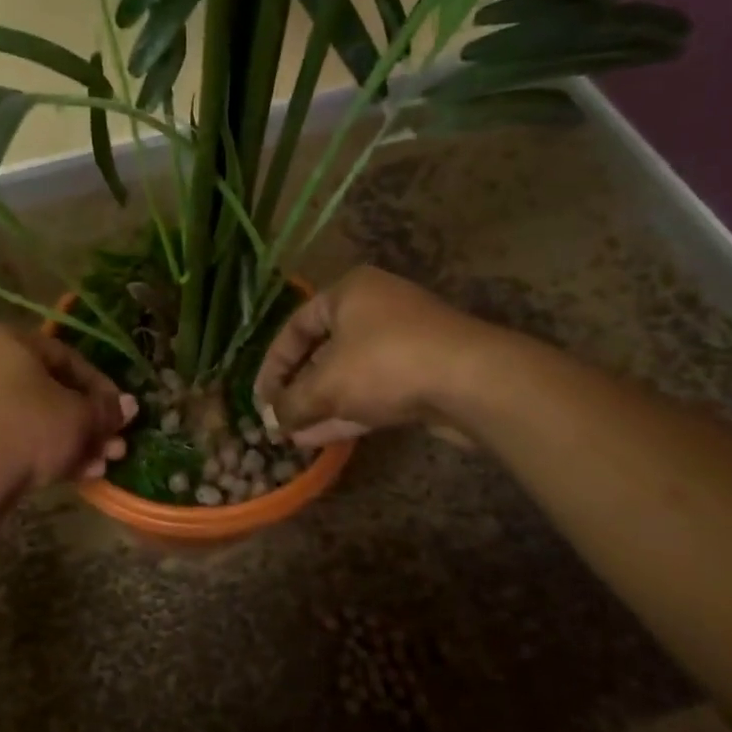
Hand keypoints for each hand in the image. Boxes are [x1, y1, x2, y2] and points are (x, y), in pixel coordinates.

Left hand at [0, 324, 137, 490]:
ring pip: (32, 419)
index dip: (102, 388)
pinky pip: (10, 438)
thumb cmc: (27, 428)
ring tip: (101, 467)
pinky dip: (41, 453)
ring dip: (71, 441)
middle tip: (115, 446)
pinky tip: (73, 476)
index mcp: (6, 339)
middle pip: (49, 391)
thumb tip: (128, 406)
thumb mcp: (79, 416)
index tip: (122, 415)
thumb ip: (105, 409)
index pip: (67, 357)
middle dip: (88, 422)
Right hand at [254, 266, 511, 446]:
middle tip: (278, 418)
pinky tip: (321, 439)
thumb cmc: (385, 364)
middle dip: (298, 389)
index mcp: (349, 293)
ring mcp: (403, 342)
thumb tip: (274, 422)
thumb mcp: (325, 385)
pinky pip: (373, 390)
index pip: (295, 327)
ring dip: (321, 405)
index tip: (260, 399)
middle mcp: (375, 309)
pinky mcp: (422, 373)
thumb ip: (292, 403)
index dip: (272, 365)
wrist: (472, 381)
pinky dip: (347, 411)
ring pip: (349, 375)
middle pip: (323, 351)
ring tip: (294, 436)